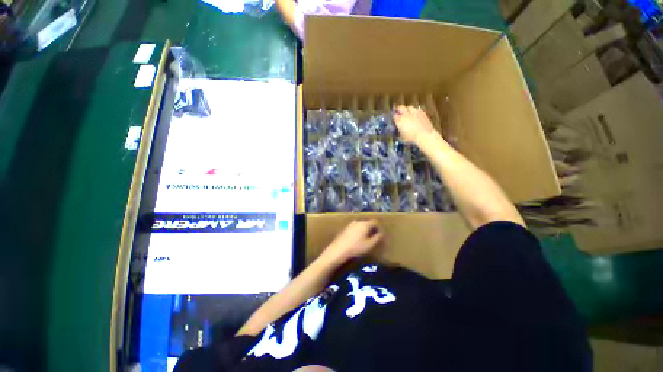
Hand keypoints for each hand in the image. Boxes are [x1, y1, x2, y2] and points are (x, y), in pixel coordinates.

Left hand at [323, 220, 382, 263]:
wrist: (338, 250)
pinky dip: (357, 232)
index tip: (381, 234)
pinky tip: (356, 239)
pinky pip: (354, 228)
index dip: (379, 227)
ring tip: (365, 239)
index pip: (375, 222)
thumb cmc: (356, 248)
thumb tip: (381, 233)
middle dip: (371, 228)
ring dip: (363, 230)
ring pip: (360, 225)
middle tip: (374, 236)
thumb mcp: (369, 245)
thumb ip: (377, 238)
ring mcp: (350, 224)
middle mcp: (357, 221)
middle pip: (367, 223)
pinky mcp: (344, 229)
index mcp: (364, 224)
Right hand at [393, 105, 438, 145]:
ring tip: (408, 113)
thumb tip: (398, 129)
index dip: (393, 117)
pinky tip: (416, 115)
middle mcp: (406, 114)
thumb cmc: (411, 138)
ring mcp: (415, 112)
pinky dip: (415, 112)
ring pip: (409, 107)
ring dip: (407, 109)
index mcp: (400, 120)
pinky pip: (417, 110)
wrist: (424, 136)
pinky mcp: (422, 113)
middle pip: (401, 107)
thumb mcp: (401, 137)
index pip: (394, 116)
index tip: (394, 119)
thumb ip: (399, 131)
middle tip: (398, 111)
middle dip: (399, 109)